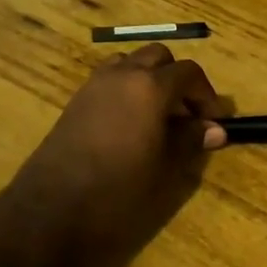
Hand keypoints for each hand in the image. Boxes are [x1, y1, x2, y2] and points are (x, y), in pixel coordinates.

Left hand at [9, 43, 228, 265]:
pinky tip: (129, 124)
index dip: (205, 94)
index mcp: (150, 86)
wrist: (52, 209)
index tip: (212, 122)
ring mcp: (95, 84)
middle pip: (158, 57)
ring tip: (157, 115)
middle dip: (177, 79)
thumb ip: (190, 141)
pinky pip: (109, 80)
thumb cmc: (118, 189)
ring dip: (148, 79)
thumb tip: (215, 130)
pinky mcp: (76, 100)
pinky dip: (126, 89)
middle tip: (186, 114)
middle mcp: (123, 74)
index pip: (189, 72)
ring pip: (130, 63)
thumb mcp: (164, 168)